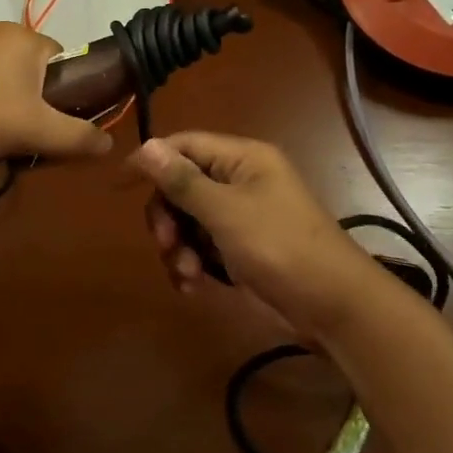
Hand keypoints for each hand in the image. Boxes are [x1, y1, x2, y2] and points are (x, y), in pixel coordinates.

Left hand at [0, 22, 114, 163]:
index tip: (50, 124)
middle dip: (31, 105)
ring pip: (2, 78)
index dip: (65, 95)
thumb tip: (110, 143)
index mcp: (26, 36)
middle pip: (32, 71)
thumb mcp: (34, 131)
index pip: (64, 60)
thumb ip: (76, 136)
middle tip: (20, 137)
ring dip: (3, 106)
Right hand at [129, 133, 380, 342]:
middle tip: (165, 243)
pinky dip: (193, 264)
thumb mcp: (226, 212)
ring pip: (187, 221)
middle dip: (167, 216)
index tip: (120, 185)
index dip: (151, 160)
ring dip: (178, 247)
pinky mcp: (240, 249)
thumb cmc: (280, 247)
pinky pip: (201, 247)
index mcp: (241, 159)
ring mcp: (239, 217)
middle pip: (181, 186)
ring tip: (188, 274)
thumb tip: (145, 145)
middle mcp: (238, 181)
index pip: (184, 146)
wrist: (332, 307)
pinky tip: (194, 286)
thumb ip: (182, 180)